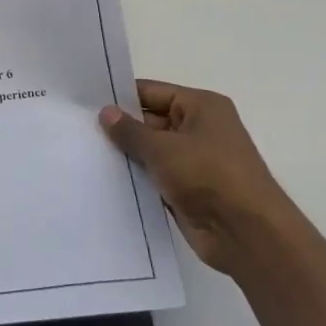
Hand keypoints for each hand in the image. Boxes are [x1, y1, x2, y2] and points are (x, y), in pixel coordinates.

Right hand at [99, 79, 293, 279]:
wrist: (246, 233)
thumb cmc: (208, 175)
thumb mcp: (162, 148)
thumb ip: (130, 130)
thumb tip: (106, 112)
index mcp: (201, 106)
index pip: (152, 92)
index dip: (121, 97)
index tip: (86, 103)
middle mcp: (200, 128)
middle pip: (151, 121)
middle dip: (121, 128)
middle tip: (79, 130)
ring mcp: (195, 161)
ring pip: (152, 151)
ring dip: (127, 155)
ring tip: (85, 154)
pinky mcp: (189, 190)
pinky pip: (156, 177)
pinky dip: (137, 178)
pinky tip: (105, 179)